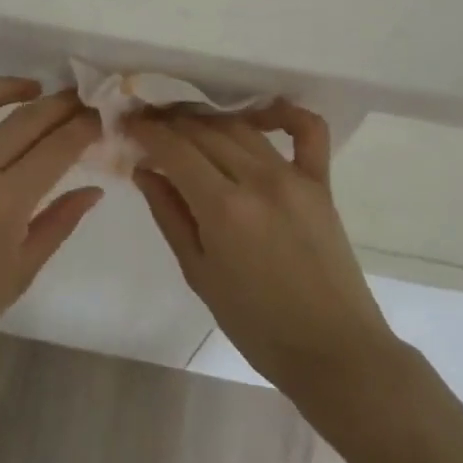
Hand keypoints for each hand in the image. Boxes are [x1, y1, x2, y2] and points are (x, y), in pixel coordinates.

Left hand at [0, 78, 101, 394]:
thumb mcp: (18, 274)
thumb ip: (58, 224)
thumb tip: (94, 190)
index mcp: (4, 205)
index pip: (57, 148)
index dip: (83, 127)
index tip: (99, 117)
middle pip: (24, 119)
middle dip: (59, 104)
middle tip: (78, 100)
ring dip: (8, 87)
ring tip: (31, 89)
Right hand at [129, 103, 401, 407]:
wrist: (333, 350)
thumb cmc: (257, 325)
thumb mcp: (199, 274)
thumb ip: (170, 215)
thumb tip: (144, 169)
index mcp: (224, 207)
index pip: (175, 148)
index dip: (147, 131)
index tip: (129, 124)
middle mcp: (258, 179)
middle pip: (205, 131)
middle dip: (171, 123)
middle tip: (150, 126)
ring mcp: (294, 176)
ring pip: (242, 127)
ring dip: (208, 120)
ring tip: (186, 126)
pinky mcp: (321, 182)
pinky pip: (306, 130)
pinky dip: (282, 113)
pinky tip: (257, 114)